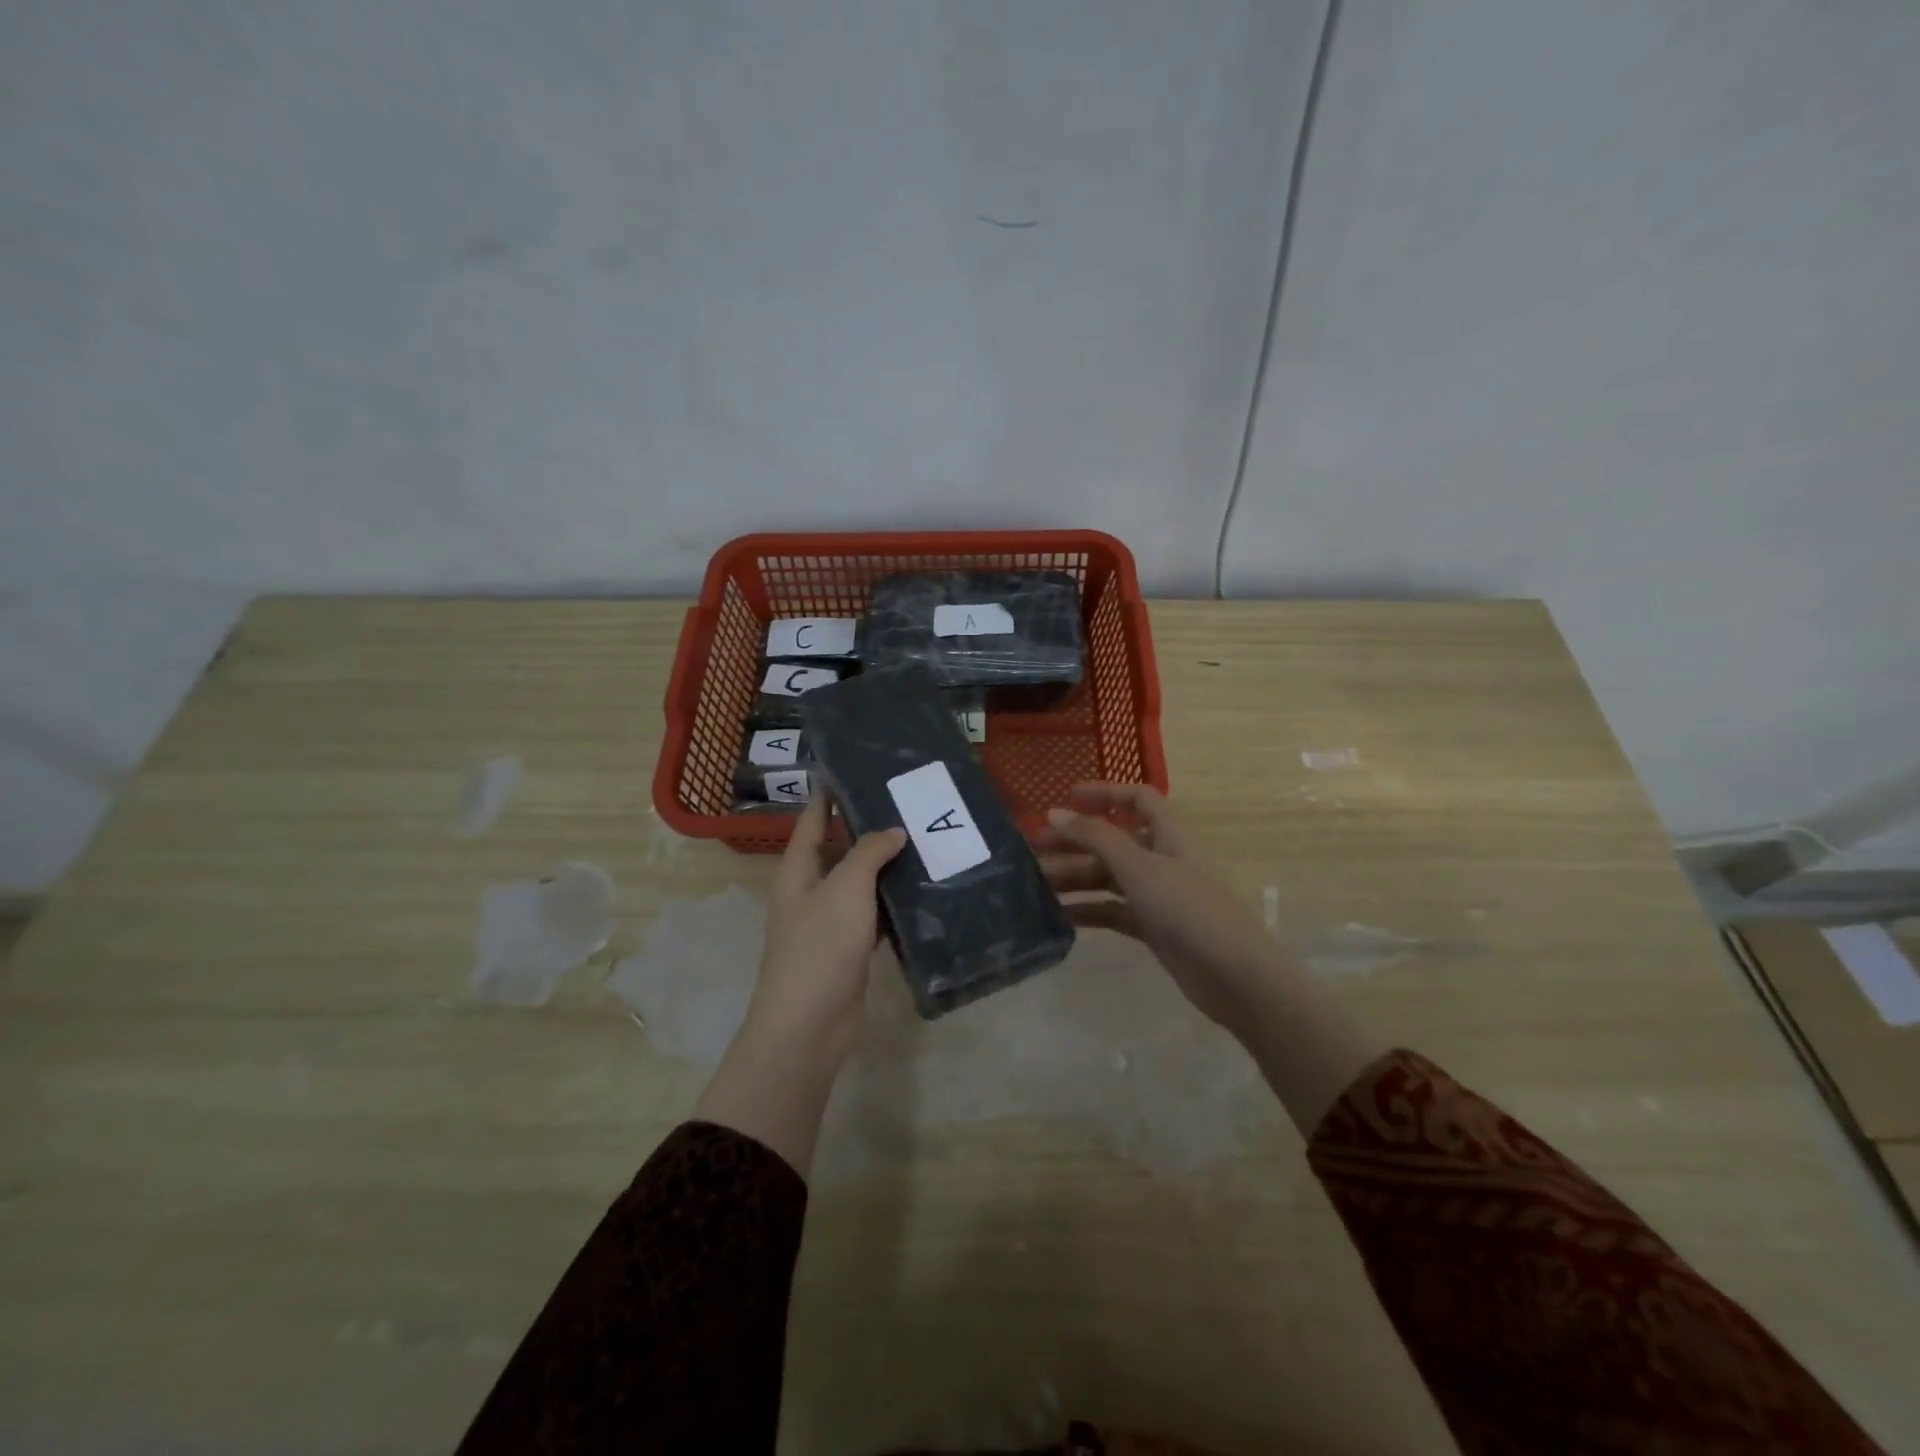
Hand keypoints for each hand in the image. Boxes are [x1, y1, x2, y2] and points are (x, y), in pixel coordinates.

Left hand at [695, 797, 904, 1175]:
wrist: (808, 1025)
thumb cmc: (819, 947)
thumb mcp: (845, 889)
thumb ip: (868, 853)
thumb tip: (893, 832)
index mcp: (798, 869)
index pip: (813, 819)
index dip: (829, 794)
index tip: (855, 767)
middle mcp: (811, 889)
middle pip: (839, 848)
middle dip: (868, 827)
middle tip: (908, 803)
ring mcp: (830, 920)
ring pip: (860, 882)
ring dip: (885, 865)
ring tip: (924, 838)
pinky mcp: (849, 947)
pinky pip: (873, 913)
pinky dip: (893, 901)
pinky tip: (922, 889)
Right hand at [1041, 782, 1387, 1134]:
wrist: (1235, 977)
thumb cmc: (1189, 909)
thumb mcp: (1139, 867)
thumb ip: (1096, 837)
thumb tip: (1054, 812)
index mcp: (1168, 835)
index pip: (1137, 798)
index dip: (1104, 793)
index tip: (1065, 799)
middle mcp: (1162, 859)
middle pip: (1113, 840)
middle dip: (1075, 841)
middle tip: (1033, 849)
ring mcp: (1158, 895)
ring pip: (1109, 877)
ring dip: (1075, 877)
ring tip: (1036, 885)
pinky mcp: (1154, 928)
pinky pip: (1113, 911)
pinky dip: (1088, 910)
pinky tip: (1059, 916)